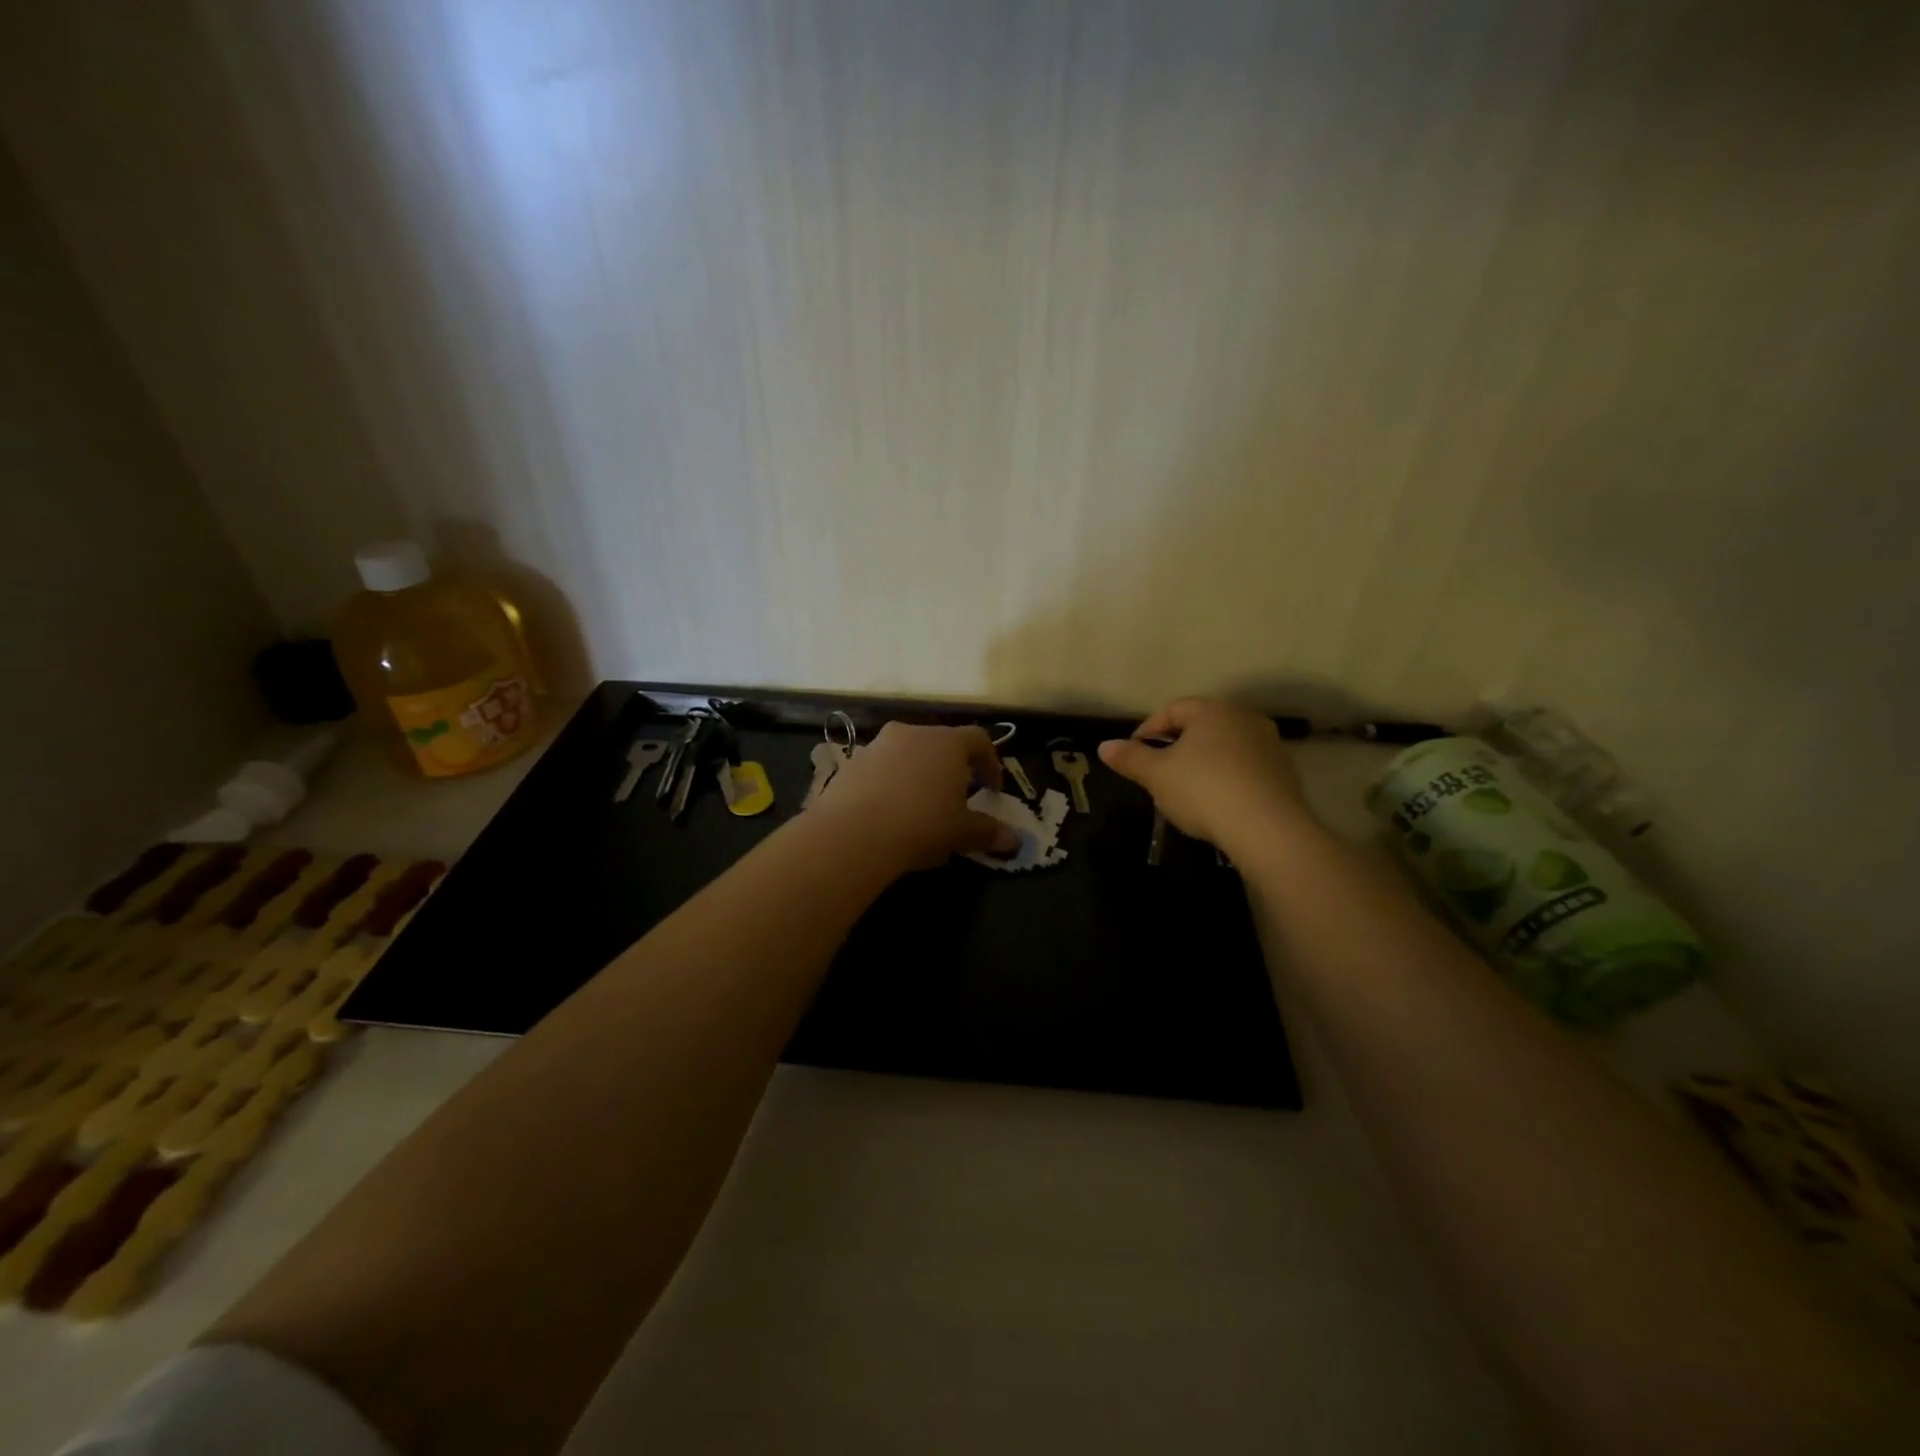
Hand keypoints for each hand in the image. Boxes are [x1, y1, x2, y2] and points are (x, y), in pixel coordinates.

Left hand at [813, 723, 1019, 870]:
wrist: (853, 832)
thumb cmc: (922, 824)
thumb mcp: (962, 832)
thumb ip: (988, 831)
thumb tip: (1014, 841)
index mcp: (948, 742)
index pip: (979, 740)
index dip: (990, 763)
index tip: (992, 790)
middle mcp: (913, 733)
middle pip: (940, 743)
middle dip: (951, 767)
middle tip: (956, 797)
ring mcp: (878, 745)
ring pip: (907, 754)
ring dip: (917, 773)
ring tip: (919, 806)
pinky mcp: (851, 762)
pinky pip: (879, 768)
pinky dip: (889, 783)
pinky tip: (887, 812)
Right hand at [1097, 698, 1315, 852]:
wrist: (1268, 829)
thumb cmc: (1203, 791)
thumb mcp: (1157, 776)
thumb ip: (1130, 758)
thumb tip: (1104, 746)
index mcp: (1212, 711)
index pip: (1172, 709)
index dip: (1147, 729)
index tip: (1133, 754)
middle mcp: (1244, 718)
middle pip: (1201, 726)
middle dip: (1176, 746)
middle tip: (1158, 772)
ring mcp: (1269, 745)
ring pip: (1225, 747)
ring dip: (1204, 762)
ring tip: (1186, 791)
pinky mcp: (1285, 773)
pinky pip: (1246, 768)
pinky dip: (1227, 779)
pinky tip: (1218, 803)